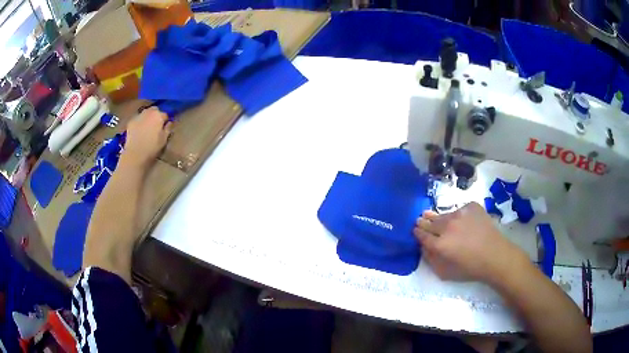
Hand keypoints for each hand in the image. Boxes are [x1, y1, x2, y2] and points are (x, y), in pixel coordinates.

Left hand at [120, 107, 171, 169]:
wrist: (135, 153)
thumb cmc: (152, 147)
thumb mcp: (164, 140)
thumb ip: (168, 129)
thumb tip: (169, 123)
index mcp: (159, 115)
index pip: (165, 114)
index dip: (165, 121)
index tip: (164, 127)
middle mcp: (149, 112)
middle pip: (154, 110)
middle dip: (156, 115)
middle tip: (155, 125)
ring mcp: (138, 116)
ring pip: (145, 113)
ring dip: (147, 117)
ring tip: (146, 127)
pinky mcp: (131, 121)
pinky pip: (137, 119)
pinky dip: (139, 122)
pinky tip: (138, 131)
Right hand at [414, 202, 529, 284]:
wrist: (495, 256)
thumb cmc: (470, 268)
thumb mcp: (445, 272)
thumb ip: (430, 259)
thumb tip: (423, 247)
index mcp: (440, 244)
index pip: (422, 235)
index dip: (417, 232)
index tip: (415, 229)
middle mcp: (448, 226)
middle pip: (430, 221)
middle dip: (424, 222)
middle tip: (421, 219)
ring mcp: (460, 213)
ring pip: (445, 214)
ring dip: (440, 218)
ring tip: (438, 218)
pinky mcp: (471, 206)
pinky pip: (460, 209)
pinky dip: (458, 215)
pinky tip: (463, 221)